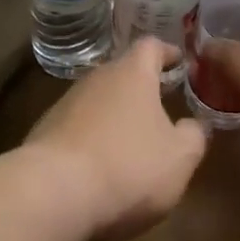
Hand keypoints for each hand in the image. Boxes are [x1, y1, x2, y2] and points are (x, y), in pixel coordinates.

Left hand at [26, 38, 207, 240]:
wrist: (51, 194)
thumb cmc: (128, 166)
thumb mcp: (179, 157)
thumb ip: (194, 136)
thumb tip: (195, 124)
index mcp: (132, 74)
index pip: (152, 46)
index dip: (168, 52)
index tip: (180, 62)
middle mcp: (96, 78)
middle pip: (122, 72)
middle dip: (142, 87)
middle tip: (161, 104)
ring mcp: (65, 104)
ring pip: (98, 101)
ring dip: (115, 115)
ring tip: (132, 139)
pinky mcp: (44, 133)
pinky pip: (77, 128)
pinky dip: (93, 138)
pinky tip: (101, 165)